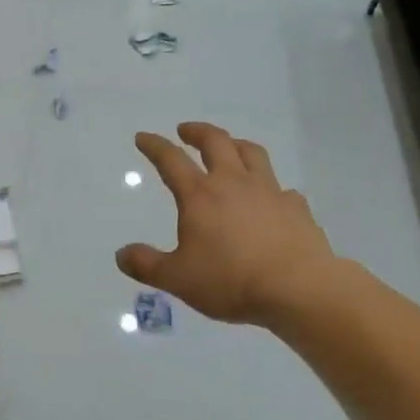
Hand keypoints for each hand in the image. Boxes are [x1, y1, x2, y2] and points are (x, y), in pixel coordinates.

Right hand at [116, 123, 339, 326]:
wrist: (297, 288)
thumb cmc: (230, 280)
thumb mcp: (177, 279)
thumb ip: (147, 265)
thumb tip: (121, 255)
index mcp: (200, 195)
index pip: (171, 160)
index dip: (155, 146)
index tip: (143, 137)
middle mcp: (233, 183)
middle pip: (216, 142)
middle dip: (197, 132)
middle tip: (186, 131)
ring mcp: (269, 191)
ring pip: (252, 154)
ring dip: (236, 145)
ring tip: (230, 147)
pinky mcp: (296, 208)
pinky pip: (283, 189)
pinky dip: (272, 188)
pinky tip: (272, 198)